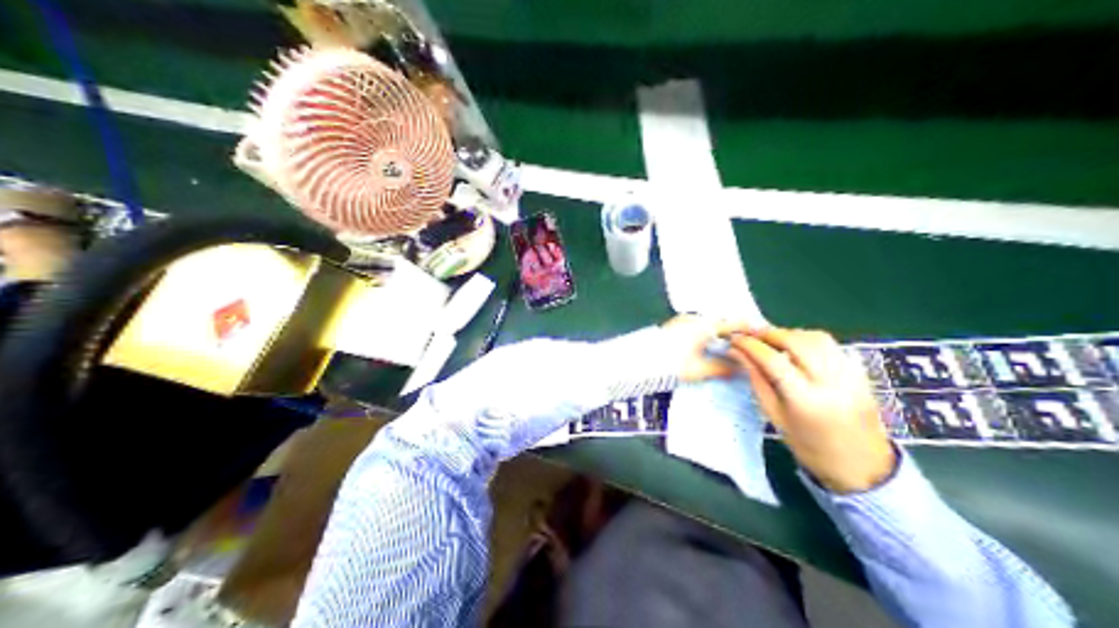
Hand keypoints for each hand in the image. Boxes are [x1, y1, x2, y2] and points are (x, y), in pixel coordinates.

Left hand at [657, 316, 754, 379]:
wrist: (638, 360)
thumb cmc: (670, 365)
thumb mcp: (698, 370)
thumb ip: (722, 368)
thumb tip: (743, 368)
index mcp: (706, 325)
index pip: (735, 322)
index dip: (750, 329)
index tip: (762, 336)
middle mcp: (696, 318)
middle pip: (723, 321)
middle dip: (736, 332)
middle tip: (748, 344)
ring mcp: (684, 319)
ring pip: (710, 323)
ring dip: (721, 332)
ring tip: (731, 347)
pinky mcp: (675, 325)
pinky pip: (699, 325)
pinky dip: (709, 333)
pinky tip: (710, 345)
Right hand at [732, 329, 898, 493]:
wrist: (862, 466)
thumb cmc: (812, 448)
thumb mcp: (777, 418)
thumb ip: (758, 382)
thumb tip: (739, 354)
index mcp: (805, 400)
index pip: (773, 360)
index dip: (751, 345)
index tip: (735, 339)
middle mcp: (830, 382)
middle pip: (796, 341)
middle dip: (771, 333)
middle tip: (753, 334)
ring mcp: (850, 374)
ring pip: (817, 337)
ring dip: (792, 333)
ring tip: (776, 340)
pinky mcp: (861, 372)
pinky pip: (834, 345)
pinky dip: (813, 341)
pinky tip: (802, 348)